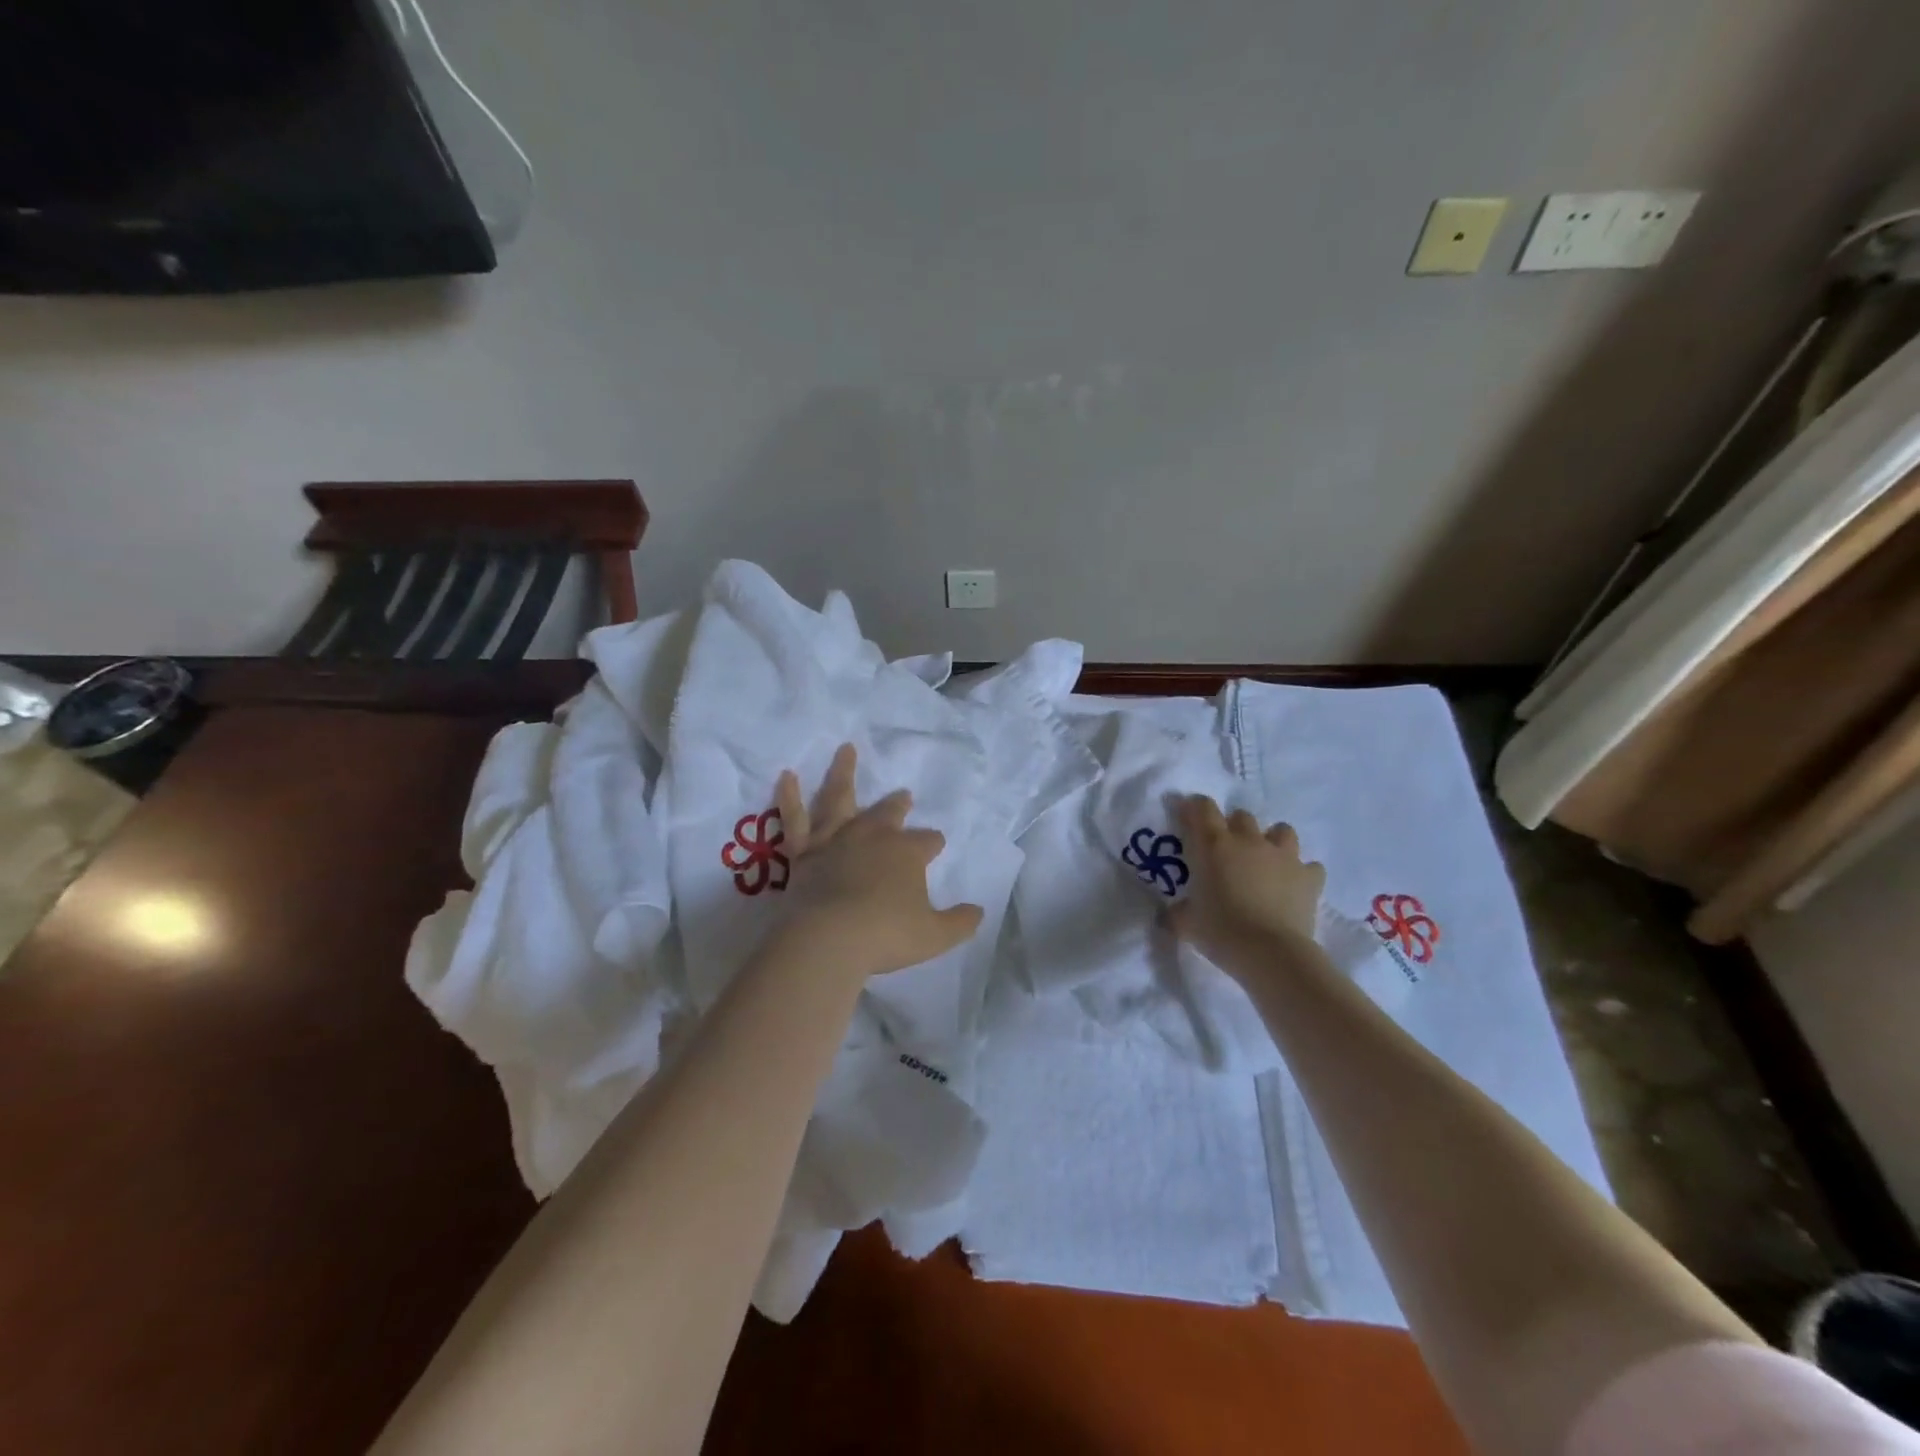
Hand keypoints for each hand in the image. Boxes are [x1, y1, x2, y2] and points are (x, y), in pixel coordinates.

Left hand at [771, 744, 985, 980]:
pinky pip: (794, 817)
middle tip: (904, 796)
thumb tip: (979, 912)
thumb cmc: (886, 935)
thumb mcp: (935, 936)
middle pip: (888, 813)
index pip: (927, 841)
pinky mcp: (803, 851)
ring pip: (840, 798)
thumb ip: (959, 922)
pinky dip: (789, 795)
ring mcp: (836, 839)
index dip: (932, 843)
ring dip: (844, 772)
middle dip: (898, 804)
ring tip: (846, 749)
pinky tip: (786, 775)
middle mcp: (873, 836)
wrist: (829, 939)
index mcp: (907, 852)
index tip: (935, 845)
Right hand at [1168, 795, 1325, 976]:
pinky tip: (1294, 886)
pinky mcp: (1309, 877)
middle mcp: (1249, 841)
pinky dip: (1302, 873)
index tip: (1187, 817)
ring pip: (1281, 831)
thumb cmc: (1222, 932)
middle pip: (1241, 816)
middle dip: (1233, 827)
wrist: (1272, 953)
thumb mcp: (1186, 923)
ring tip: (1265, 862)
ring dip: (1272, 841)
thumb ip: (1177, 912)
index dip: (1193, 808)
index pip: (1202, 808)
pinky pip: (1310, 866)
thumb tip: (1171, 914)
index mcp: (1214, 845)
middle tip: (1226, 851)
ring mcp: (1283, 857)